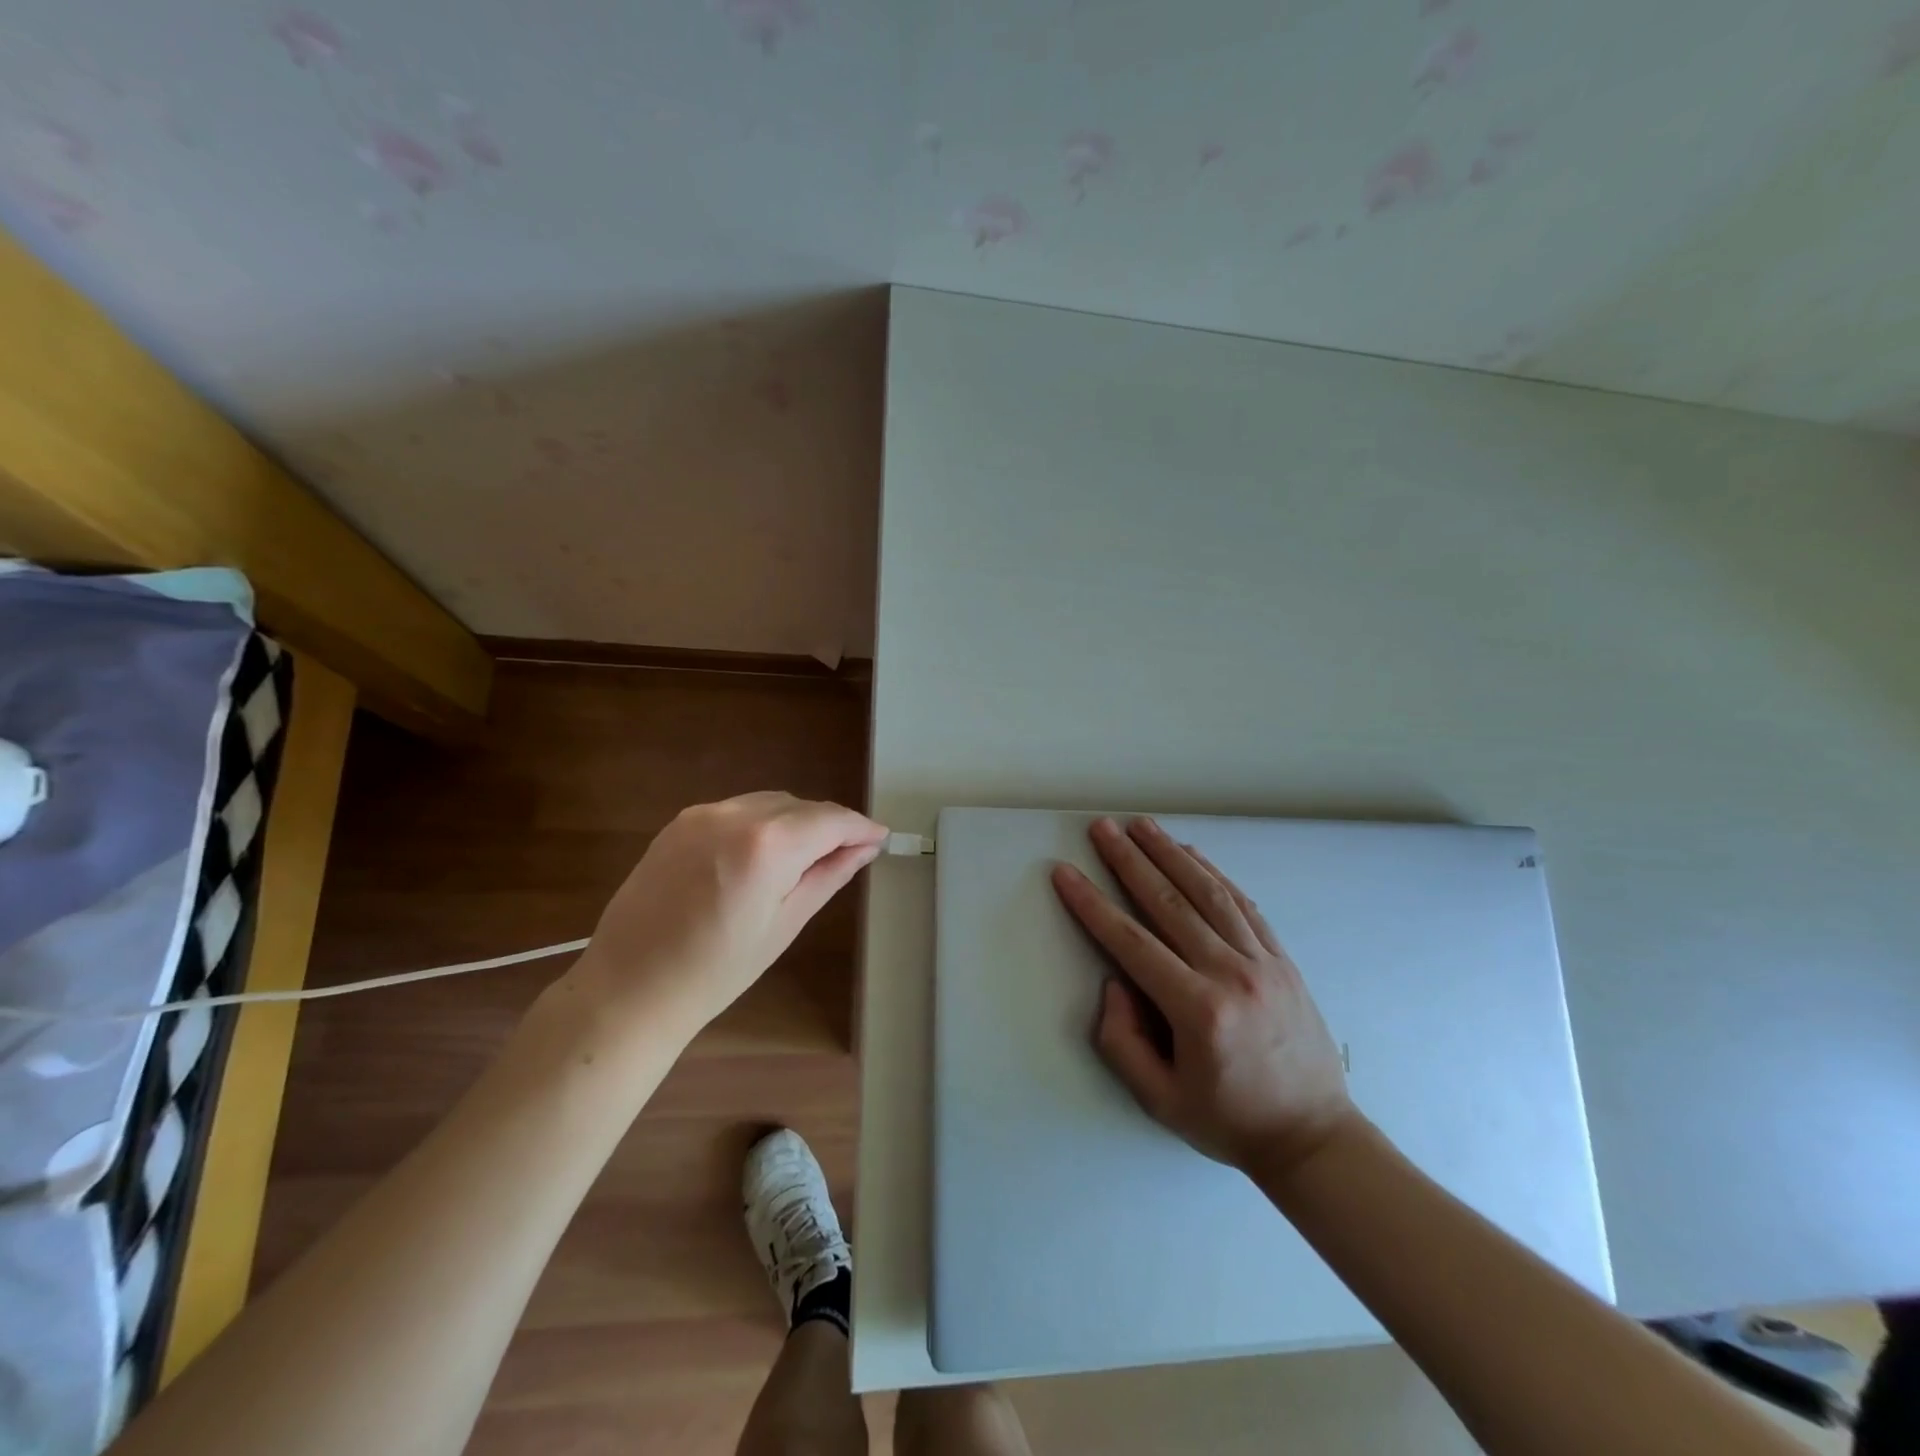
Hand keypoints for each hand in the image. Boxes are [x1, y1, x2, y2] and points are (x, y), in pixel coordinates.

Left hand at [575, 791, 885, 1034]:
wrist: (628, 988)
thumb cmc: (716, 971)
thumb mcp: (785, 925)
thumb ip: (828, 875)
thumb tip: (864, 848)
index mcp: (767, 845)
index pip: (830, 819)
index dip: (860, 826)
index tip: (880, 837)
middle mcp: (734, 815)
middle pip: (800, 806)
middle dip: (828, 826)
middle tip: (847, 855)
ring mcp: (701, 814)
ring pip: (769, 803)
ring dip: (795, 822)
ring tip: (804, 858)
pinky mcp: (679, 822)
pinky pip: (737, 810)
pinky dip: (761, 823)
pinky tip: (762, 855)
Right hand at [1051, 816, 1359, 1178]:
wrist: (1314, 1137)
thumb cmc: (1229, 1121)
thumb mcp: (1159, 1100)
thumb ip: (1121, 1041)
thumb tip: (1115, 982)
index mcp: (1198, 1010)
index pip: (1132, 942)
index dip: (1092, 905)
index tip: (1066, 873)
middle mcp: (1231, 974)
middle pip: (1170, 903)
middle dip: (1130, 861)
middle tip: (1102, 828)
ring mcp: (1262, 962)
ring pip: (1209, 893)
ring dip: (1170, 854)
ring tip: (1142, 826)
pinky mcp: (1282, 960)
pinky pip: (1244, 906)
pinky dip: (1214, 874)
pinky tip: (1191, 854)